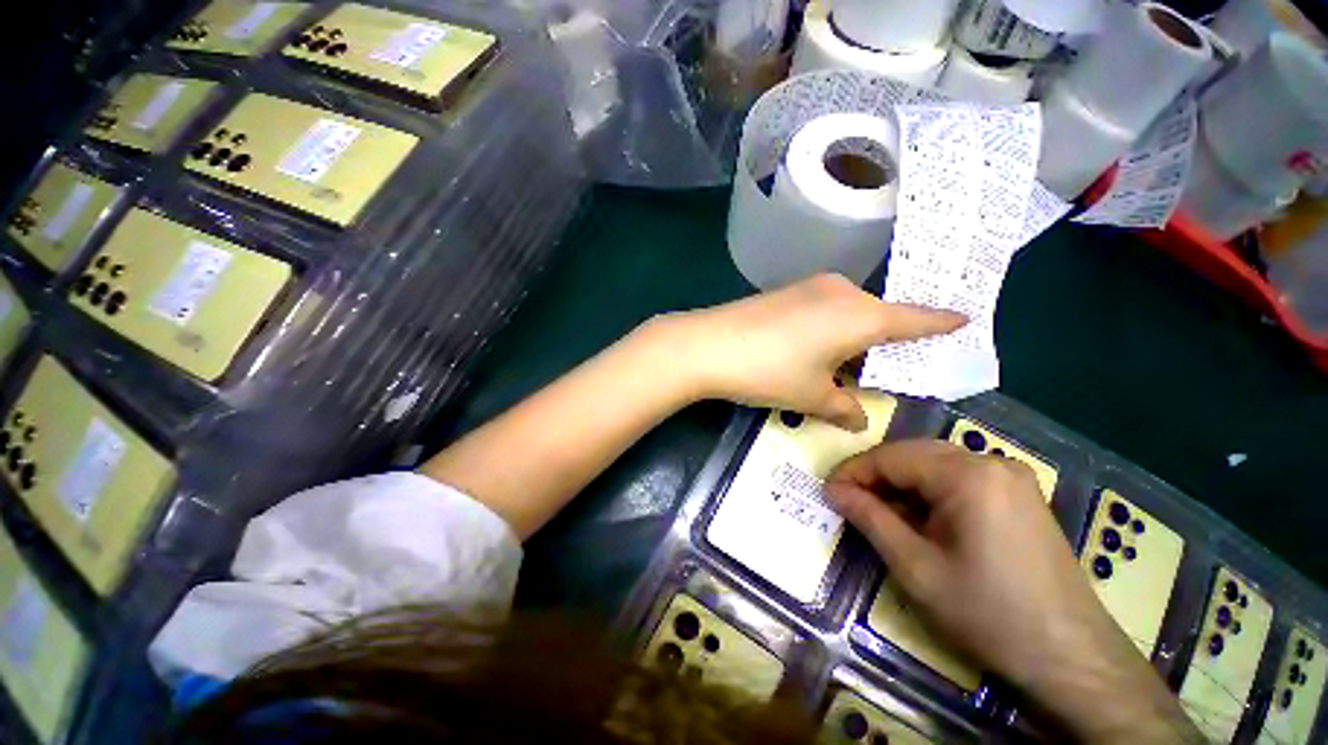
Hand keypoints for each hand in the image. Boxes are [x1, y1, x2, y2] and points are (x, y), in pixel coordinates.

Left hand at [658, 274, 964, 430]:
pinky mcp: (784, 293)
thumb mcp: (811, 396)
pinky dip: (828, 332)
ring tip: (841, 370)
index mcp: (861, 315)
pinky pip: (821, 311)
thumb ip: (842, 408)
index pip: (915, 318)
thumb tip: (858, 418)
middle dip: (882, 345)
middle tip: (880, 372)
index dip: (940, 322)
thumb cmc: (769, 371)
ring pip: (846, 315)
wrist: (706, 345)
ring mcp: (809, 288)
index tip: (964, 318)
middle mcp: (841, 292)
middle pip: (877, 318)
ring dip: (851, 341)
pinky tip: (811, 353)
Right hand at [825, 441, 1200, 742]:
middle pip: (913, 455)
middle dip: (875, 475)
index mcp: (968, 474)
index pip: (891, 456)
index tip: (828, 492)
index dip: (853, 472)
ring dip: (900, 484)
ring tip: (877, 511)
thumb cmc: (988, 613)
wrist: (1071, 658)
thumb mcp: (915, 568)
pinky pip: (958, 479)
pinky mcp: (1019, 495)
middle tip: (847, 501)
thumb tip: (832, 490)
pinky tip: (917, 518)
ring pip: (934, 465)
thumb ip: (869, 518)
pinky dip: (928, 493)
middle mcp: (991, 462)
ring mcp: (1010, 477)